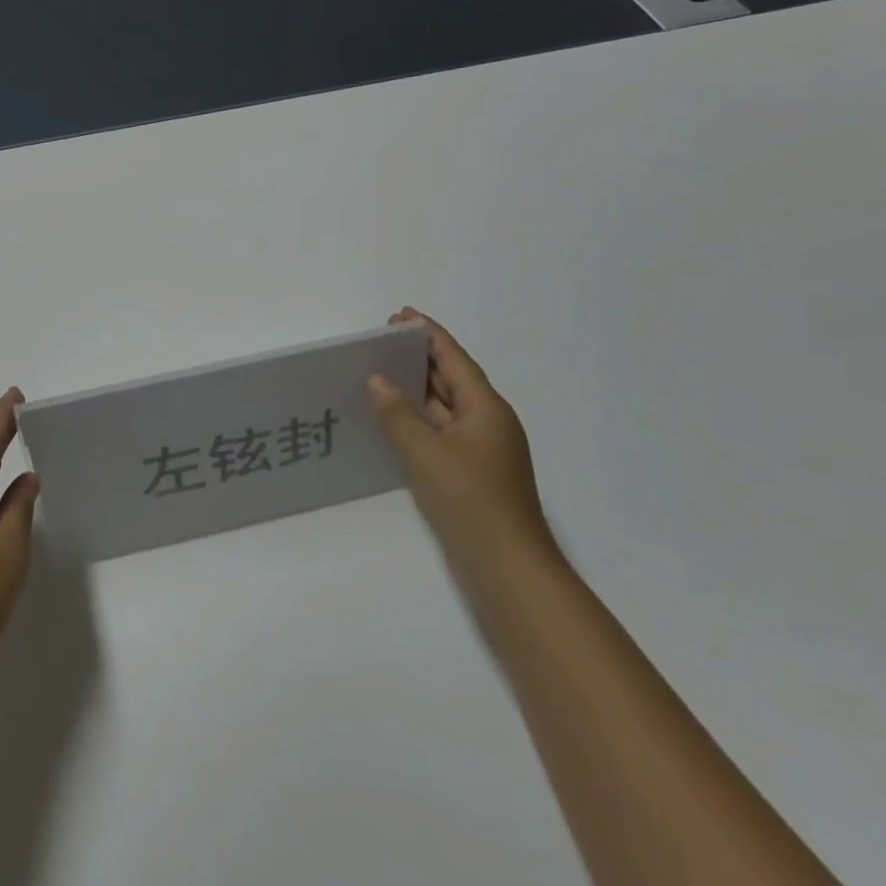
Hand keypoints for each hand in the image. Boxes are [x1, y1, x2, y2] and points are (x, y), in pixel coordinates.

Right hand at [369, 308, 557, 585]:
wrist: (508, 569)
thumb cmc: (470, 501)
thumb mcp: (426, 453)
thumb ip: (398, 413)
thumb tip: (377, 380)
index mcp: (486, 408)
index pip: (454, 359)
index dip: (428, 334)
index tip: (401, 316)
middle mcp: (487, 422)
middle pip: (451, 379)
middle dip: (419, 358)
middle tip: (380, 342)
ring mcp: (481, 450)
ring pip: (444, 408)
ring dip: (415, 390)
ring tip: (378, 373)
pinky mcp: (471, 473)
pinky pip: (440, 432)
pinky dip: (417, 419)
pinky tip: (392, 420)